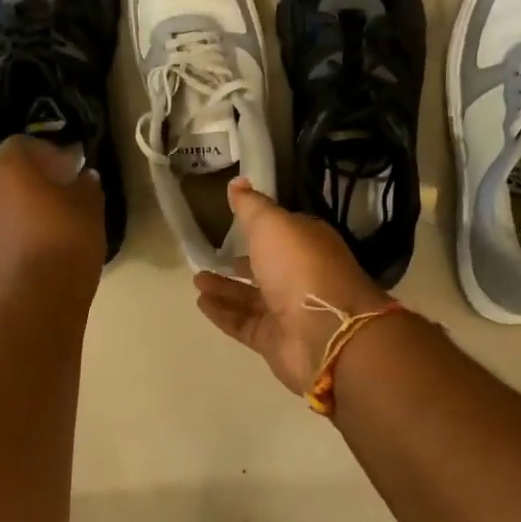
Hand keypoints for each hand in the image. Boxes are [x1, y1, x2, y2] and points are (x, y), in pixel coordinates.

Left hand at [0, 137, 104, 299]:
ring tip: (48, 211)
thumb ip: (85, 184)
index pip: (25, 143)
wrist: (38, 295)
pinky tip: (38, 233)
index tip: (71, 166)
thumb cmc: (66, 238)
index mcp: (8, 164)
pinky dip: (12, 219)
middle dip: (27, 171)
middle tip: (56, 184)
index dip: (50, 151)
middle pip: (3, 165)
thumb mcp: (89, 205)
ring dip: (17, 195)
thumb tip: (83, 177)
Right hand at [195, 179, 391, 395]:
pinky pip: (243, 323)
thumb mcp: (272, 224)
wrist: (324, 331)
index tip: (233, 222)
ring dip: (225, 288)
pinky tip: (201, 303)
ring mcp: (288, 311)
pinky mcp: (274, 339)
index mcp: (308, 244)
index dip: (260, 228)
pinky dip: (223, 313)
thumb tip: (238, 182)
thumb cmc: (299, 265)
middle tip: (208, 256)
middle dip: (240, 262)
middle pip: (266, 267)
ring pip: (251, 297)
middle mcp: (300, 276)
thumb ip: (251, 205)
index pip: (282, 233)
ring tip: (196, 280)